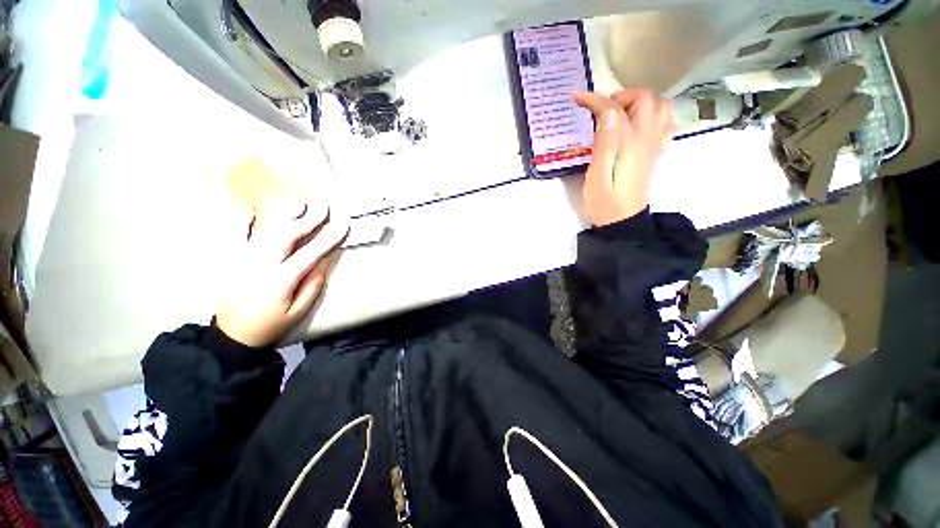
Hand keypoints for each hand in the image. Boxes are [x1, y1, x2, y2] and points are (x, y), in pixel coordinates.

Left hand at [216, 199, 348, 346]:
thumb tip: (323, 260)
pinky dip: (244, 223)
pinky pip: (237, 237)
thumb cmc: (271, 325)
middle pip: (286, 236)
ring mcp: (243, 260)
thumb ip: (312, 285)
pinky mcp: (233, 261)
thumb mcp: (299, 311)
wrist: (232, 336)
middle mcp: (260, 265)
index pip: (309, 253)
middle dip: (307, 220)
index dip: (328, 238)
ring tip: (299, 204)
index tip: (343, 225)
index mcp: (280, 280)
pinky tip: (252, 211)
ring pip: (265, 232)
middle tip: (323, 207)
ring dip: (284, 216)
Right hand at [572, 89, 673, 226]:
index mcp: (631, 142)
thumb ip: (604, 144)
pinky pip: (664, 122)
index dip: (595, 100)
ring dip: (638, 103)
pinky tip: (637, 125)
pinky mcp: (654, 151)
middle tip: (601, 112)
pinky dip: (652, 115)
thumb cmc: (604, 201)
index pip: (615, 109)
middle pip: (645, 98)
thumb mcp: (597, 176)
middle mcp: (648, 137)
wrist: (622, 220)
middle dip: (621, 97)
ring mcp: (654, 143)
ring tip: (619, 116)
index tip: (577, 98)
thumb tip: (609, 113)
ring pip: (659, 106)